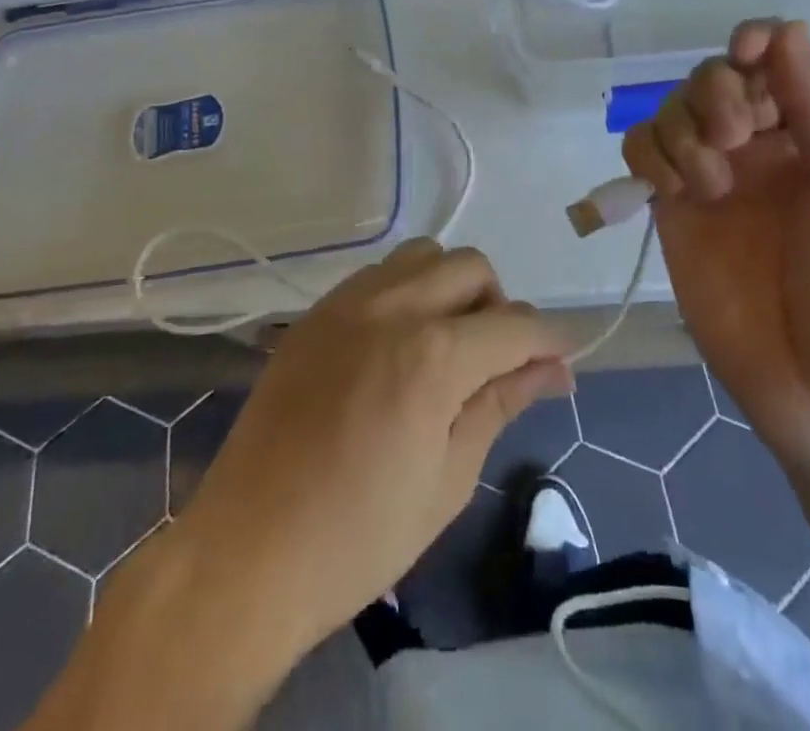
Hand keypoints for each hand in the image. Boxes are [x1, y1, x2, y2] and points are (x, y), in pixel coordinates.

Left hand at [176, 241, 571, 657]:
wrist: (247, 553)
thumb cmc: (360, 537)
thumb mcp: (449, 478)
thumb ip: (502, 402)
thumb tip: (556, 369)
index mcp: (433, 355)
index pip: (515, 325)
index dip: (550, 340)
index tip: (562, 361)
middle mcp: (393, 307)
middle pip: (472, 267)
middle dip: (500, 306)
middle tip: (497, 362)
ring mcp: (347, 302)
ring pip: (424, 256)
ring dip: (450, 287)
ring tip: (446, 344)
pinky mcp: (316, 312)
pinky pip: (378, 274)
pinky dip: (407, 291)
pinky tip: (398, 343)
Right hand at [623, 19, 809, 485]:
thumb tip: (786, 27)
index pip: (770, 60)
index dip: (753, 44)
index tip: (746, 56)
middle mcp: (758, 149)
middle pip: (710, 77)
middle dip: (715, 93)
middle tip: (736, 139)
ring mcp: (710, 181)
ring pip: (669, 110)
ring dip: (682, 129)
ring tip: (712, 185)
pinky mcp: (670, 214)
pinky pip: (640, 153)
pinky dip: (649, 156)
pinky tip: (676, 193)